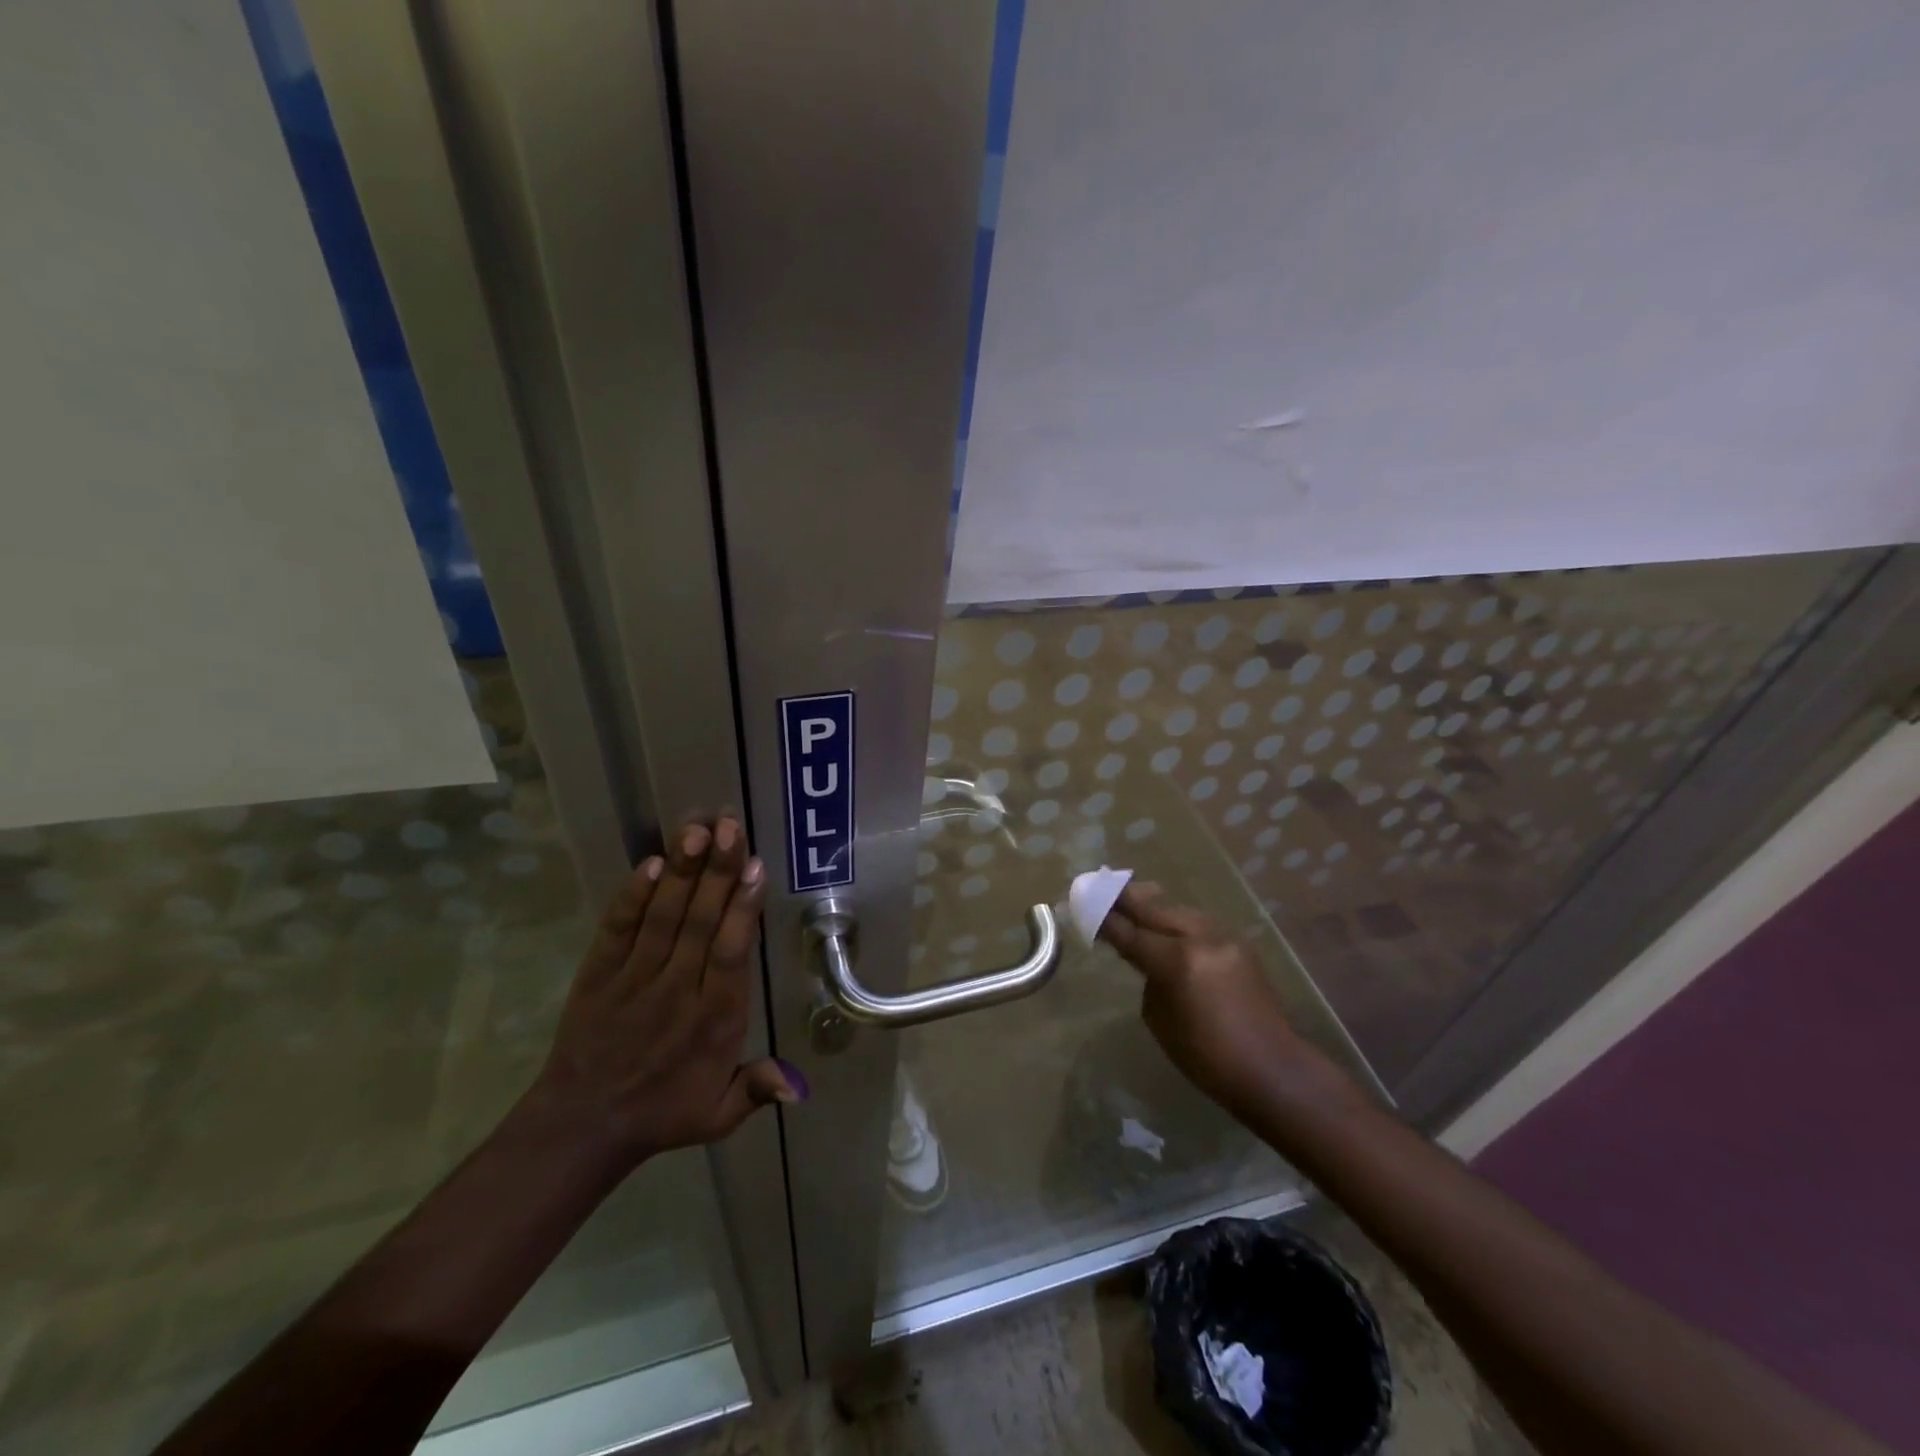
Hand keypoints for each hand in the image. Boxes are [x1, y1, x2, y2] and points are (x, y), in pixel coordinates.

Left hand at [528, 816, 801, 1166]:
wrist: (580, 1127)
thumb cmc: (662, 1113)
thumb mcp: (718, 1114)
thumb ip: (758, 1088)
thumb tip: (801, 1086)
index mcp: (713, 1020)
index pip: (730, 953)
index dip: (742, 908)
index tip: (755, 867)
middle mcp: (676, 991)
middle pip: (700, 922)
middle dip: (716, 871)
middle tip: (729, 825)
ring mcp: (634, 979)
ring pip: (663, 917)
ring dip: (681, 872)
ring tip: (695, 829)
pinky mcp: (598, 975)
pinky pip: (617, 930)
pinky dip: (632, 897)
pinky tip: (649, 864)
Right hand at [1097, 882, 1312, 1117]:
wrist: (1272, 1069)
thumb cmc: (1207, 1057)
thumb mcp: (1160, 1020)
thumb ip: (1148, 979)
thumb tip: (1146, 960)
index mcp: (1176, 961)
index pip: (1131, 933)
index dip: (1106, 919)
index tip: (1086, 904)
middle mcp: (1200, 939)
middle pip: (1155, 910)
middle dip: (1128, 901)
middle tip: (1105, 890)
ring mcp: (1224, 938)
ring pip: (1180, 911)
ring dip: (1156, 909)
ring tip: (1136, 904)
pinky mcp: (1240, 944)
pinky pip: (1200, 924)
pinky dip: (1180, 922)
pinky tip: (1171, 928)